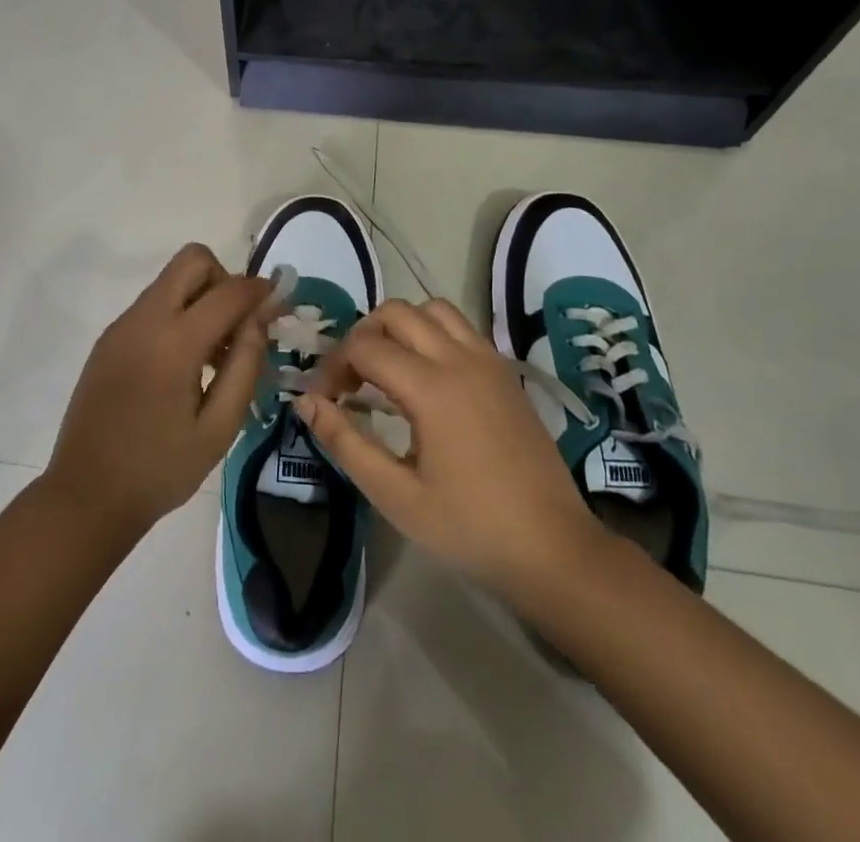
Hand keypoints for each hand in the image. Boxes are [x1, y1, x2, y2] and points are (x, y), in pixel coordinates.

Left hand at [46, 244, 270, 538]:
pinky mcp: (108, 339)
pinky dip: (177, 315)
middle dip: (224, 280)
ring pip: (170, 280)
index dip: (260, 290)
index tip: (278, 303)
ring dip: (200, 298)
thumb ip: (245, 365)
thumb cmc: (160, 469)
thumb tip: (261, 318)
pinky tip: (182, 366)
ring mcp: (121, 326)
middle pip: (192, 260)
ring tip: (213, 356)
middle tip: (237, 326)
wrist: (85, 497)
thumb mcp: (219, 427)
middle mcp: (144, 320)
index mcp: (174, 342)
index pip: (229, 291)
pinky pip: (152, 305)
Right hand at [295, 298, 604, 592]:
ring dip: (401, 326)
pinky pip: (461, 327)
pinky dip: (433, 334)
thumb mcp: (396, 495)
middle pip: (396, 312)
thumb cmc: (470, 528)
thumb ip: (346, 442)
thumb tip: (306, 402)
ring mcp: (488, 361)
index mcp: (431, 387)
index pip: (364, 346)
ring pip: (432, 310)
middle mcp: (460, 359)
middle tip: (351, 379)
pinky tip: (427, 377)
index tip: (323, 399)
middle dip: (362, 336)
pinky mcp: (505, 372)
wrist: (553, 549)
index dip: (333, 366)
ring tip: (387, 368)